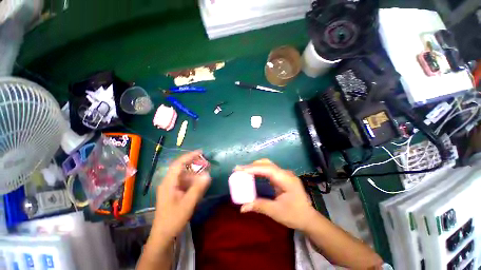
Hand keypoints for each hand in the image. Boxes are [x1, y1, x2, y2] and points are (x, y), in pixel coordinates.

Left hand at [151, 151, 210, 243]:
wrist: (163, 235)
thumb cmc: (174, 219)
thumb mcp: (188, 203)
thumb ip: (198, 188)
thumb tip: (208, 175)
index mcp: (169, 183)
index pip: (178, 164)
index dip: (189, 156)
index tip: (201, 152)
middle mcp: (169, 182)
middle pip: (182, 168)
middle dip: (195, 165)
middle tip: (207, 164)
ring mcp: (171, 188)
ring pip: (184, 176)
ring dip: (195, 175)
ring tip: (205, 177)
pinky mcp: (174, 192)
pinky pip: (185, 183)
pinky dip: (193, 182)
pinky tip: (199, 187)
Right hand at [235, 159, 315, 230]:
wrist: (308, 217)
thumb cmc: (295, 215)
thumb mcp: (276, 212)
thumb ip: (259, 206)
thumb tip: (242, 208)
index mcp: (286, 179)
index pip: (267, 169)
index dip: (253, 168)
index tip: (240, 169)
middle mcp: (285, 173)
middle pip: (267, 164)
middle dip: (252, 166)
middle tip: (239, 169)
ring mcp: (284, 174)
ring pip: (267, 165)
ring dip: (255, 167)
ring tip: (243, 171)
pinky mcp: (282, 177)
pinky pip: (269, 170)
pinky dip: (259, 170)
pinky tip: (252, 174)